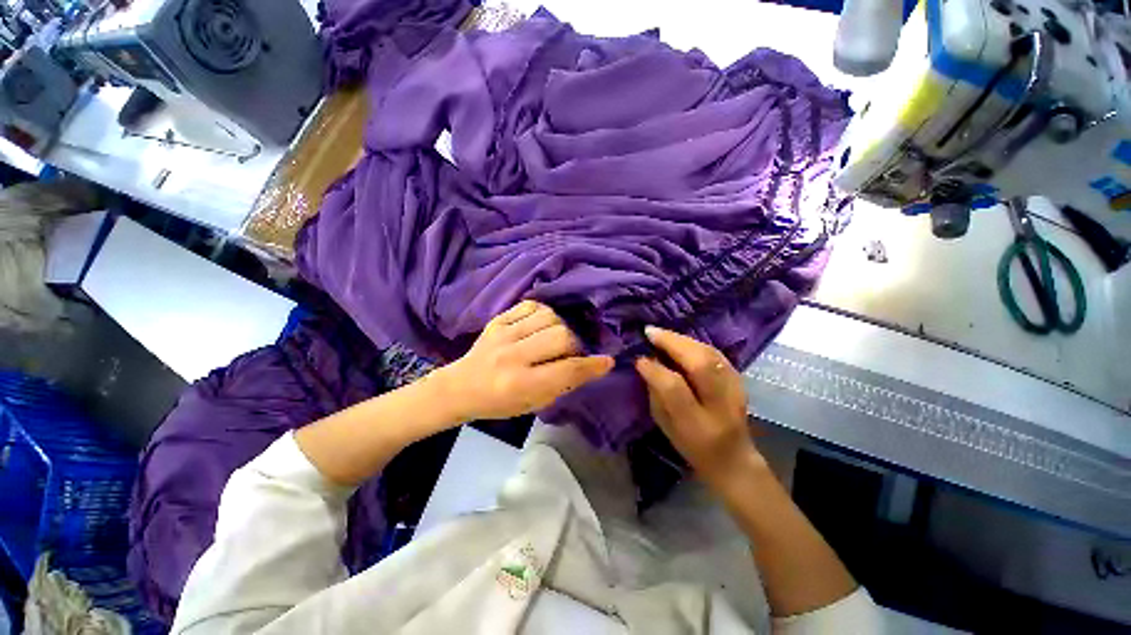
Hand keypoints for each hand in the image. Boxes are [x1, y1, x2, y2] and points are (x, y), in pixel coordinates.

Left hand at [437, 301, 613, 421]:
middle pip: (561, 337)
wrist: (460, 387)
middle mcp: (513, 357)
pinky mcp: (497, 320)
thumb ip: (562, 384)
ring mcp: (503, 334)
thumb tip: (589, 365)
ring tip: (556, 337)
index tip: (607, 361)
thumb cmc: (499, 403)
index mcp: (521, 385)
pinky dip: (544, 313)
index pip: (567, 371)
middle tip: (571, 352)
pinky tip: (542, 324)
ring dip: (560, 327)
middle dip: (575, 344)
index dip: (592, 366)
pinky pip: (531, 305)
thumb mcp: (533, 404)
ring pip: (549, 317)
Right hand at [634, 327, 762, 487]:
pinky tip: (680, 340)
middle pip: (699, 364)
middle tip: (650, 333)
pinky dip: (694, 343)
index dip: (655, 370)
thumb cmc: (691, 446)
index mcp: (697, 424)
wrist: (733, 459)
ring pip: (709, 354)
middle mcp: (720, 404)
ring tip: (661, 334)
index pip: (675, 388)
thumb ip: (656, 393)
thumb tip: (646, 362)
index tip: (639, 358)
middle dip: (672, 343)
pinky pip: (715, 353)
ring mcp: (735, 390)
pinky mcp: (740, 379)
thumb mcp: (665, 426)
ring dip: (682, 340)